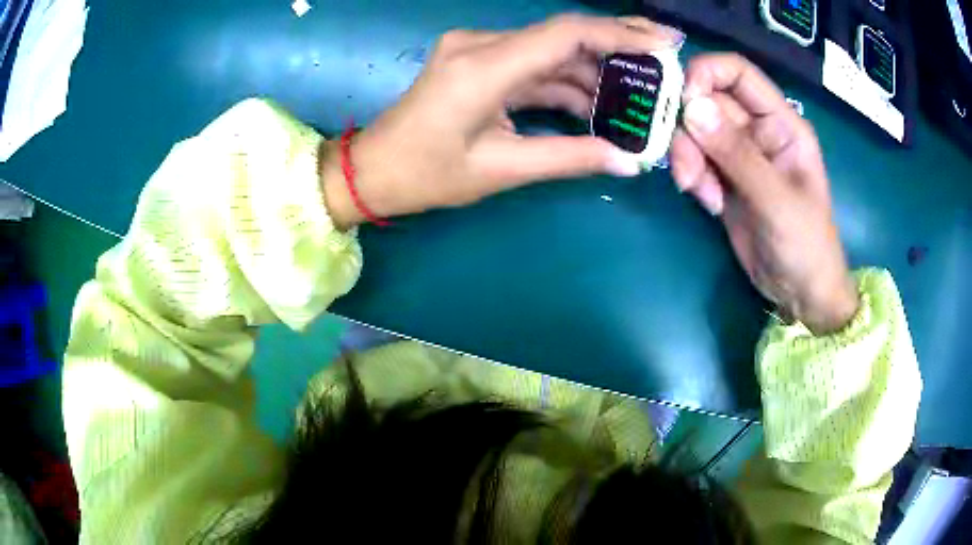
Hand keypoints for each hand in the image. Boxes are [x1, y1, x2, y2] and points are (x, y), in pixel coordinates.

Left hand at [320, 14, 681, 228]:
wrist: (375, 170)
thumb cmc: (427, 175)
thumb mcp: (501, 169)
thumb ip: (569, 158)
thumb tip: (629, 160)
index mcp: (482, 68)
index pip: (565, 34)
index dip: (620, 34)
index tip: (664, 44)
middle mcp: (480, 45)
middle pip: (562, 33)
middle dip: (616, 45)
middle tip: (662, 58)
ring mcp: (476, 49)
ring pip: (549, 50)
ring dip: (593, 71)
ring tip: (638, 94)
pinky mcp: (476, 61)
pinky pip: (531, 64)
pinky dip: (564, 81)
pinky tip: (596, 101)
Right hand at [670, 53, 857, 334]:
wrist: (799, 293)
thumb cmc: (806, 244)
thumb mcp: (776, 199)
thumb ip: (737, 154)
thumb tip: (691, 108)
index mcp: (781, 122)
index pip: (738, 73)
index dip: (706, 75)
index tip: (683, 102)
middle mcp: (758, 130)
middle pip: (708, 102)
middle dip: (690, 129)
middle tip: (687, 169)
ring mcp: (739, 155)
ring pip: (696, 132)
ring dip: (687, 157)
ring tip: (698, 192)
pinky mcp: (724, 179)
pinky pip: (696, 161)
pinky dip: (693, 177)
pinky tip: (708, 204)